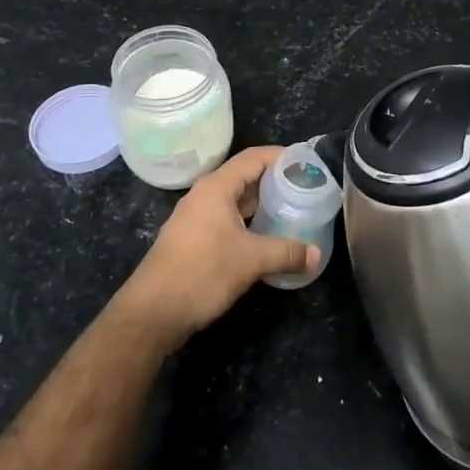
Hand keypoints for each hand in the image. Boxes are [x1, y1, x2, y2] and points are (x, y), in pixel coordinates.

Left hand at [116, 147, 318, 348]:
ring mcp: (195, 218)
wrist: (151, 313)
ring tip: (291, 212)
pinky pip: (226, 220)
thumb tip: (317, 255)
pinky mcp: (191, 240)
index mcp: (216, 188)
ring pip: (235, 201)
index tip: (307, 163)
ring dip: (261, 205)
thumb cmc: (202, 273)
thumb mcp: (251, 260)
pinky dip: (248, 223)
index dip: (281, 156)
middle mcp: (204, 196)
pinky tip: (265, 239)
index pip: (253, 157)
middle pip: (244, 177)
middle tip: (305, 189)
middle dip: (274, 181)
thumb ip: (287, 252)